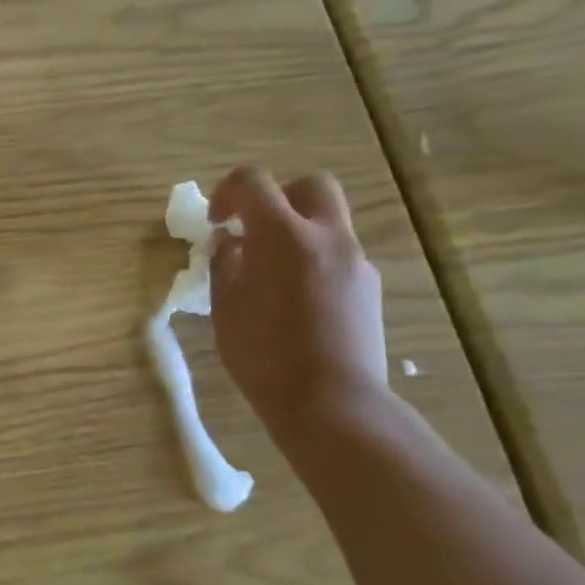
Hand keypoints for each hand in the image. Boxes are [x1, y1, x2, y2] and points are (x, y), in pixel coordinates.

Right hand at [207, 167, 388, 433]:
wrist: (331, 403)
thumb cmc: (262, 354)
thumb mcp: (225, 307)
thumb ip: (225, 264)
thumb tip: (229, 243)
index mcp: (283, 236)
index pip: (253, 181)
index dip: (226, 192)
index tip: (215, 223)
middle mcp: (326, 237)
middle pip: (309, 186)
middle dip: (277, 198)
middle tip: (253, 230)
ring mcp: (355, 262)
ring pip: (327, 223)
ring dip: (296, 232)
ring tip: (269, 274)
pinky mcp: (369, 288)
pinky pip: (338, 256)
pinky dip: (313, 261)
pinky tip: (295, 301)